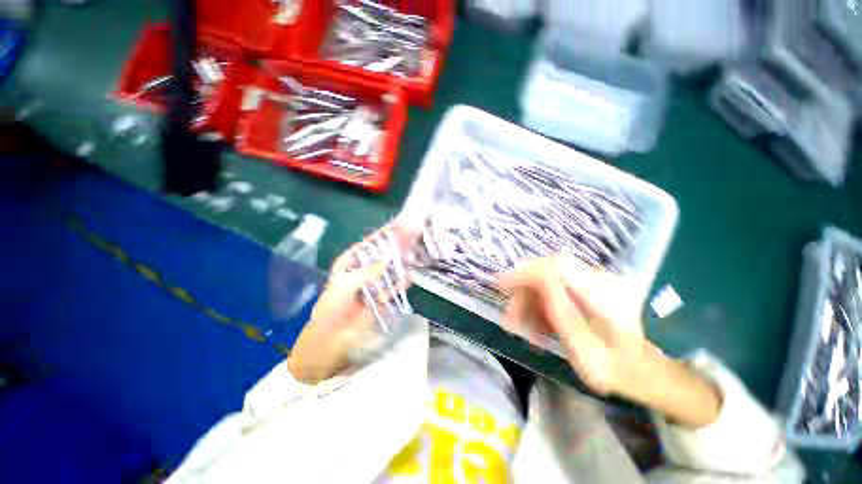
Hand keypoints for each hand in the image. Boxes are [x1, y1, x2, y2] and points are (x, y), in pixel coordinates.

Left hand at [287, 226, 412, 383]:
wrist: (331, 336)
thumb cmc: (333, 305)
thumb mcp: (347, 284)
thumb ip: (369, 271)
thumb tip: (389, 257)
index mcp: (349, 264)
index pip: (366, 246)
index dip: (379, 236)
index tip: (394, 227)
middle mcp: (362, 271)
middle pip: (380, 257)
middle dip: (393, 250)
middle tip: (409, 240)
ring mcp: (371, 285)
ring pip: (387, 271)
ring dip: (398, 265)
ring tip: (413, 256)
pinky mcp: (379, 298)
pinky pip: (391, 288)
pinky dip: (400, 284)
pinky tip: (410, 277)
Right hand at [498, 252, 721, 427]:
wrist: (640, 371)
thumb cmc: (614, 367)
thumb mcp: (585, 348)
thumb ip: (560, 311)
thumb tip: (536, 279)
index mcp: (603, 293)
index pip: (556, 266)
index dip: (526, 271)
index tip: (501, 282)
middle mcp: (599, 279)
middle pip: (549, 272)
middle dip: (524, 292)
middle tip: (511, 317)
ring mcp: (593, 283)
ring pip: (549, 282)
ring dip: (530, 300)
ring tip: (520, 325)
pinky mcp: (587, 289)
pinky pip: (555, 290)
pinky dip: (541, 305)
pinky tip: (535, 324)